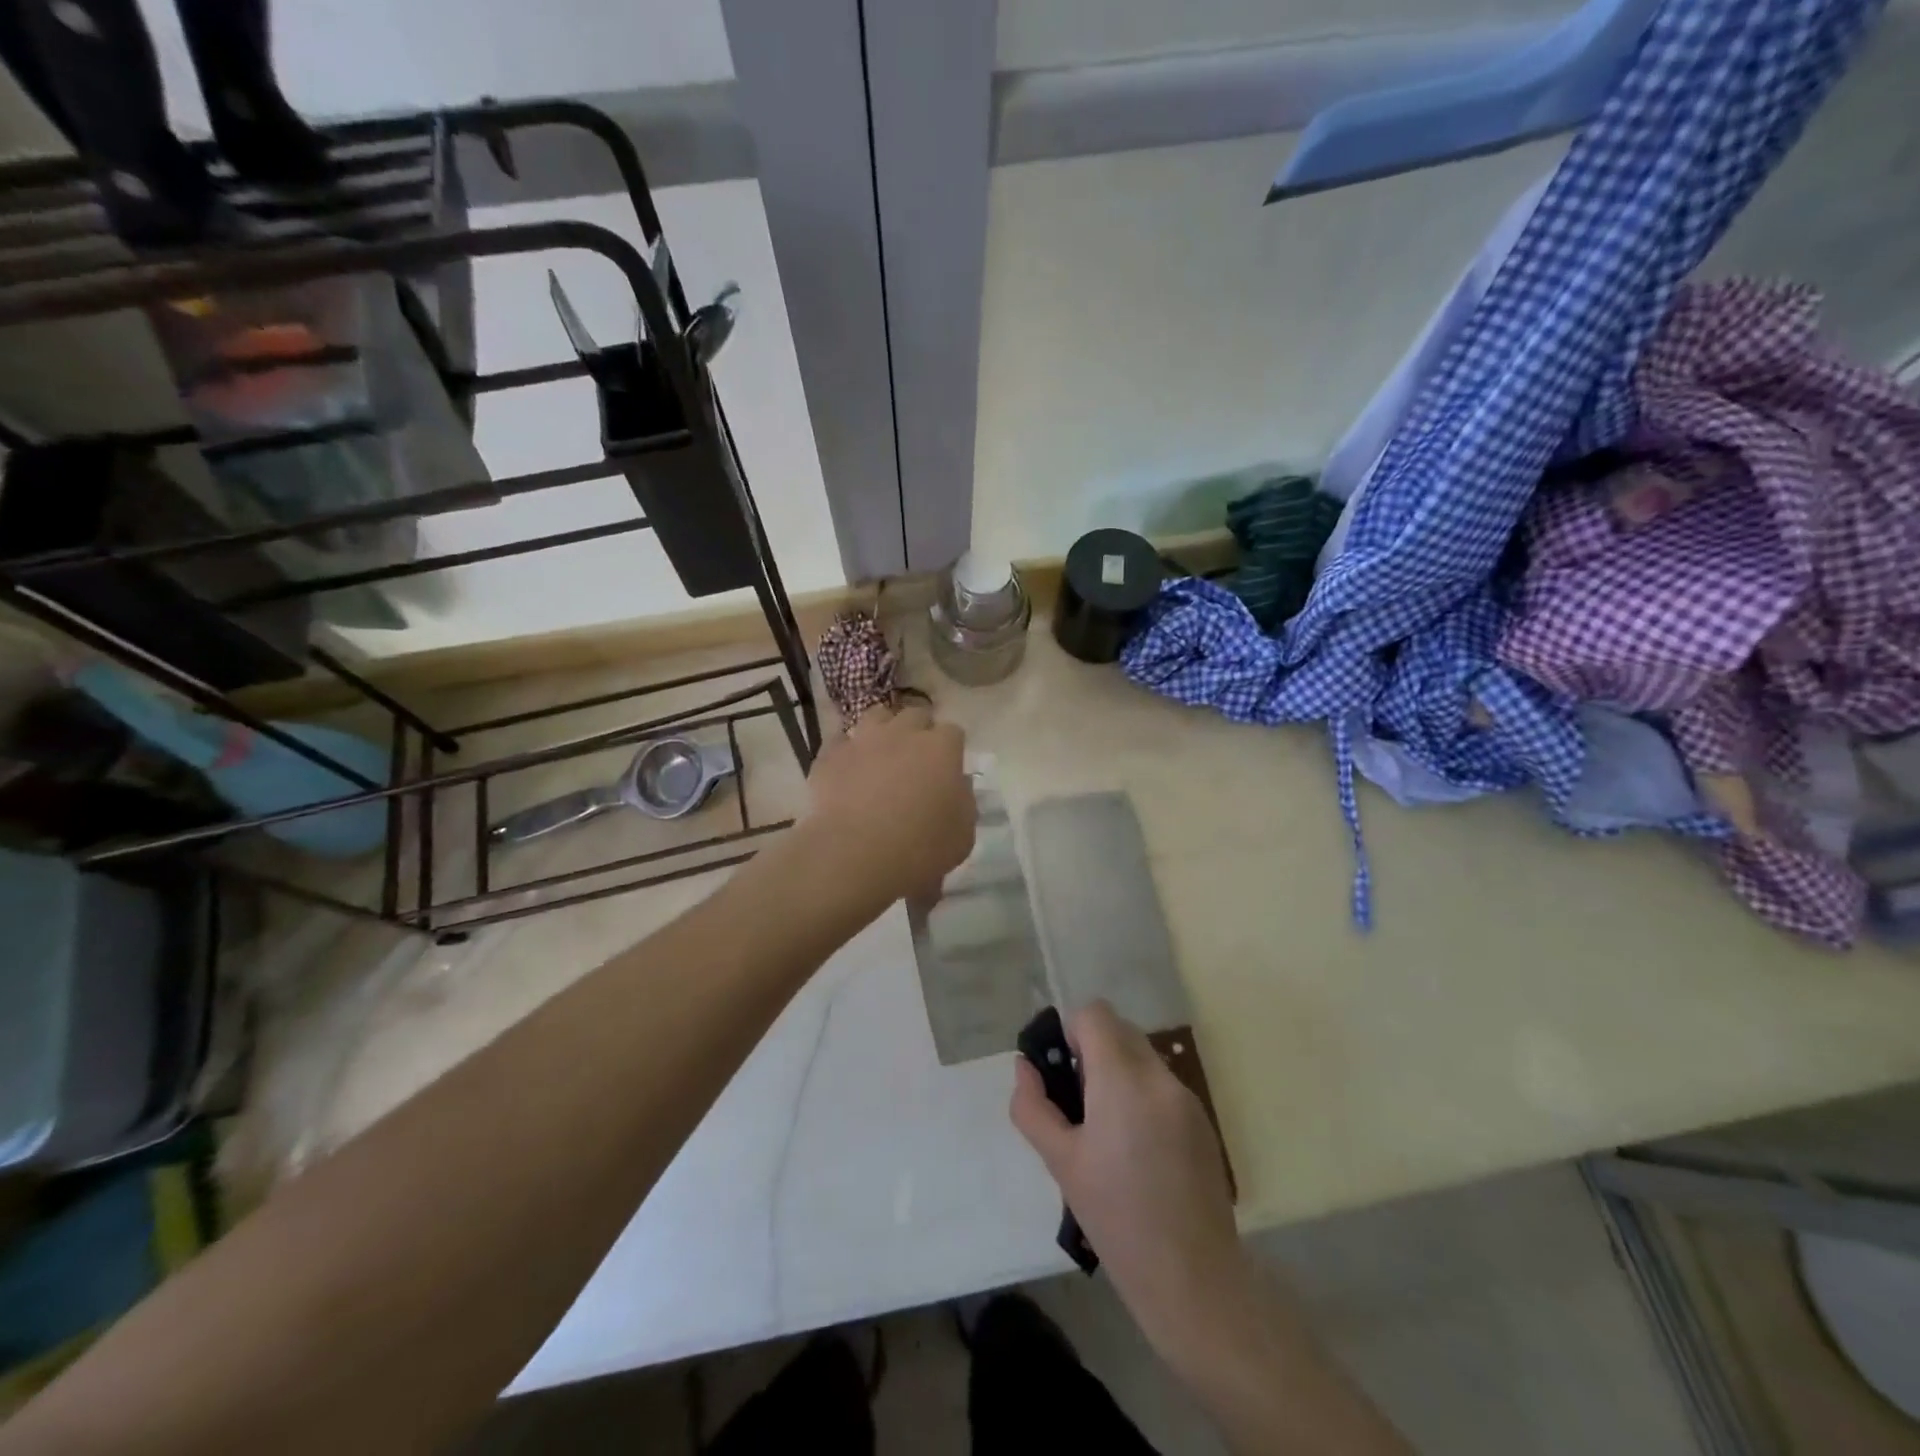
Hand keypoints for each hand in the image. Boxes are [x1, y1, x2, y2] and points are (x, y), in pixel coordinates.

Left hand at [802, 703, 974, 907]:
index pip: (953, 732)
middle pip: (916, 715)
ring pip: (876, 716)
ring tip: (881, 754)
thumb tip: (957, 784)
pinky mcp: (831, 755)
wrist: (857, 854)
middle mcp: (903, 733)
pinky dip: (848, 752)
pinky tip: (849, 770)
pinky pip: (841, 742)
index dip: (951, 749)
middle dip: (919, 731)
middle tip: (916, 759)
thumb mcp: (963, 834)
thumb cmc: (921, 848)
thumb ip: (963, 801)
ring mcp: (864, 740)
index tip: (948, 768)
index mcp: (941, 748)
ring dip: (883, 730)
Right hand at [1010, 1001, 1241, 1352]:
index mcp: (1123, 1080)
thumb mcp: (1061, 1163)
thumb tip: (1025, 1067)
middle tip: (1078, 1102)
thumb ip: (1034, 1107)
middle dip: (1093, 1050)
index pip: (1095, 1014)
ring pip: (1142, 1056)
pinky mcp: (1203, 1121)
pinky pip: (1162, 1085)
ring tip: (1106, 1130)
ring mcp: (1187, 1098)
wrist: (1193, 1280)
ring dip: (1118, 1071)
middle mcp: (1159, 1077)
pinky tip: (1137, 1150)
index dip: (1071, 1032)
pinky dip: (1142, 1095)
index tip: (1062, 1073)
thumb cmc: (1116, 1220)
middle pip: (1120, 1030)